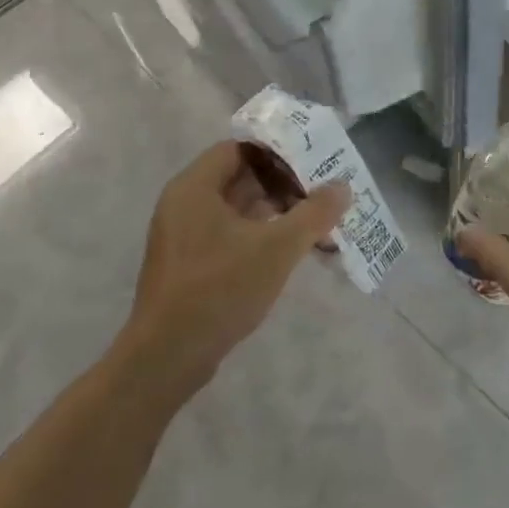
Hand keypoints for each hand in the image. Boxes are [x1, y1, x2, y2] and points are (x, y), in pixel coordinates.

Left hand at [124, 141, 348, 391]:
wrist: (166, 359)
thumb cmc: (219, 289)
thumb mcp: (276, 248)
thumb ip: (313, 214)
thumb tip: (343, 187)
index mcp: (195, 186)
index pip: (241, 148)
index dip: (278, 152)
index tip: (312, 163)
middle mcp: (183, 202)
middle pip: (240, 177)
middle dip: (282, 184)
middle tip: (319, 193)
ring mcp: (181, 235)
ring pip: (235, 208)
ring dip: (273, 212)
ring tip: (312, 223)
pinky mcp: (186, 264)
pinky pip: (226, 233)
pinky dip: (256, 234)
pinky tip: (286, 252)